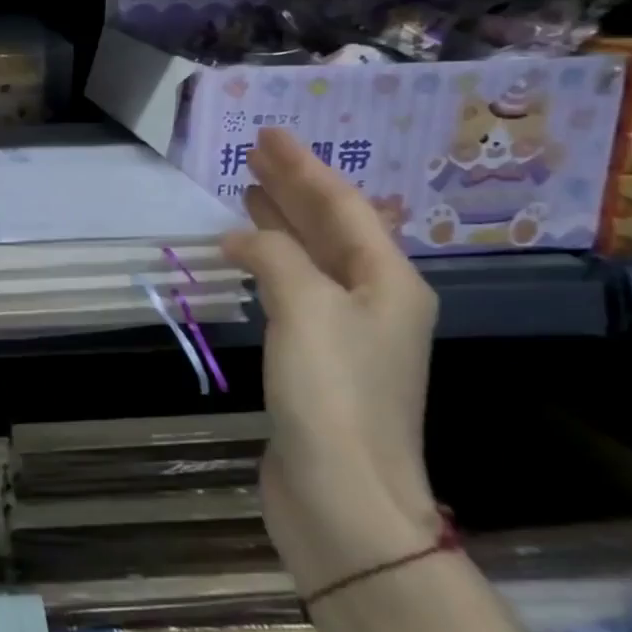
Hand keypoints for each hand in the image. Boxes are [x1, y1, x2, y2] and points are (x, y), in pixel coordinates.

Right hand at [220, 128, 441, 594]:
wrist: (343, 497)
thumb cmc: (332, 393)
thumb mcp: (305, 307)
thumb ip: (274, 256)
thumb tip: (243, 239)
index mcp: (388, 281)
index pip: (342, 206)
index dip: (304, 167)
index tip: (269, 134)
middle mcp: (374, 301)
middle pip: (330, 228)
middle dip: (293, 188)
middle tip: (254, 154)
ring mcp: (346, 334)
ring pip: (311, 259)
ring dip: (280, 223)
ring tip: (248, 192)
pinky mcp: (317, 361)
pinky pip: (293, 291)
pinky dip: (269, 264)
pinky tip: (246, 257)